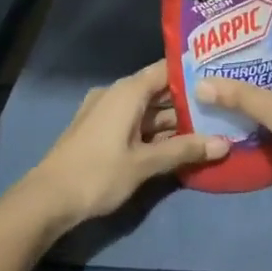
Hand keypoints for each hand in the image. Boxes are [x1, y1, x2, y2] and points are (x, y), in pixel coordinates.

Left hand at [20, 60, 226, 228]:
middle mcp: (116, 93)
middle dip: (189, 102)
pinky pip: (135, 122)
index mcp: (127, 91)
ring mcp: (105, 112)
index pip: (167, 69)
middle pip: (159, 90)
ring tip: (209, 128)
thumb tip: (225, 143)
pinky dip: (155, 131)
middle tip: (223, 107)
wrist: (45, 201)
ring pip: (148, 109)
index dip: (194, 72)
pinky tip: (178, 145)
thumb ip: (185, 150)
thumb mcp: (145, 164)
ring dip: (173, 121)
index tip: (222, 76)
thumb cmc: (97, 174)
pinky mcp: (99, 131)